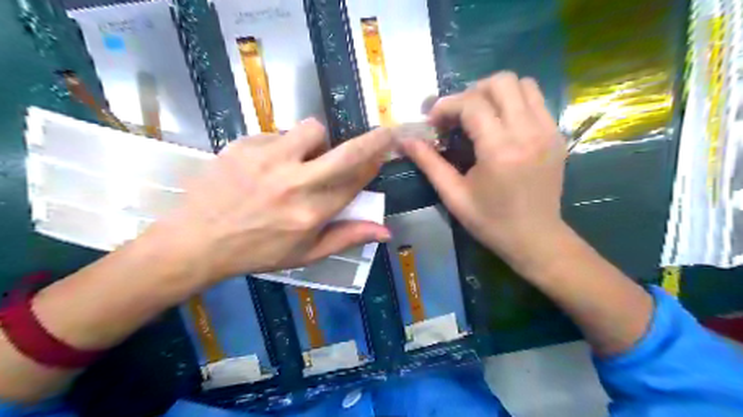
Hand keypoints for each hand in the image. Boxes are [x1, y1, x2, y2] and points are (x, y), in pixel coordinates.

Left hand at [153, 118, 390, 284]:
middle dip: (373, 141)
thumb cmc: (258, 251)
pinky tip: (271, 163)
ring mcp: (268, 160)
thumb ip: (347, 238)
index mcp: (311, 213)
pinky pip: (279, 133)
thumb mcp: (306, 254)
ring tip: (306, 156)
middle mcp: (295, 183)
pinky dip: (285, 145)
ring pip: (313, 129)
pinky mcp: (245, 145)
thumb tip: (386, 231)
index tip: (383, 154)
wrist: (197, 240)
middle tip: (386, 132)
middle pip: (346, 153)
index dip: (374, 165)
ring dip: (319, 140)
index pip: (356, 181)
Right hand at [403, 72, 567, 275]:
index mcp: (500, 150)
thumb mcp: (453, 195)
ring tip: (479, 115)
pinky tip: (500, 124)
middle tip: (457, 115)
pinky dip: (514, 102)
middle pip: (501, 82)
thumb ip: (429, 162)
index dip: (447, 106)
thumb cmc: (490, 221)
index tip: (433, 121)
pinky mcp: (557, 135)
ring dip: (495, 93)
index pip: (472, 104)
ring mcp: (548, 131)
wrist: (535, 238)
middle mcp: (528, 132)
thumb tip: (405, 140)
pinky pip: (536, 100)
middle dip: (472, 92)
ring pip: (523, 84)